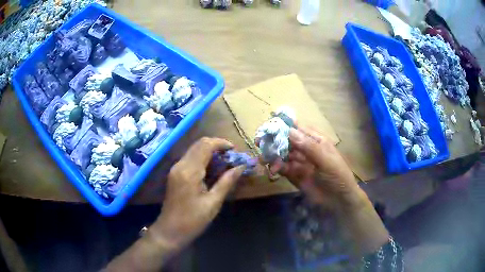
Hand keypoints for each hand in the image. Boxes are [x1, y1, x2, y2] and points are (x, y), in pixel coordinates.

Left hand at [152, 137, 245, 250]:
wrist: (170, 231)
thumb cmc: (193, 220)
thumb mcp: (213, 202)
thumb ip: (227, 181)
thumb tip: (241, 167)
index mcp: (190, 171)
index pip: (206, 145)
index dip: (222, 143)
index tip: (235, 150)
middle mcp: (180, 165)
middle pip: (199, 144)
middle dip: (217, 146)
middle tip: (232, 156)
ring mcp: (175, 169)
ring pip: (194, 150)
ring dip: (210, 151)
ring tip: (225, 162)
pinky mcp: (174, 174)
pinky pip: (190, 159)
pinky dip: (202, 158)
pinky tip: (212, 169)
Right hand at [270, 127, 362, 210]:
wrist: (339, 201)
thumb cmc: (337, 176)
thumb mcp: (326, 160)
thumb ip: (308, 147)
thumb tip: (290, 130)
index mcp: (316, 141)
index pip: (298, 129)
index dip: (284, 126)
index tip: (269, 126)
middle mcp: (306, 149)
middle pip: (287, 141)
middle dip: (274, 141)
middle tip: (260, 142)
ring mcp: (300, 162)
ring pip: (283, 154)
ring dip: (273, 155)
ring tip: (263, 159)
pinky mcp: (294, 175)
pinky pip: (282, 168)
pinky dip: (276, 167)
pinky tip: (272, 170)